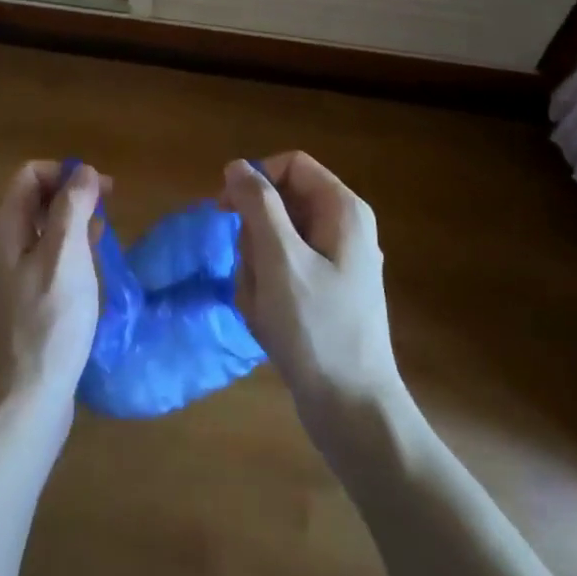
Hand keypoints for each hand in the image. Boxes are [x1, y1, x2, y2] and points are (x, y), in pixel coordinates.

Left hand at [0, 161, 103, 446]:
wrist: (22, 402)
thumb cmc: (48, 323)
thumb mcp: (66, 256)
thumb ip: (73, 207)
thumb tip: (82, 170)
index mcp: (2, 227)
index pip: (31, 175)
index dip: (67, 174)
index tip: (103, 191)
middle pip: (35, 200)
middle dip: (73, 197)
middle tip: (110, 213)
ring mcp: (4, 276)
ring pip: (41, 231)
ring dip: (73, 226)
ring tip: (105, 241)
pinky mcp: (17, 302)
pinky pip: (42, 260)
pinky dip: (67, 254)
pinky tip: (90, 272)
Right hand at [221, 153, 408, 454]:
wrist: (352, 410)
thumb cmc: (316, 329)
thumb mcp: (280, 260)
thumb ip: (258, 205)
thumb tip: (237, 165)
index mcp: (343, 210)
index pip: (291, 165)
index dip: (255, 179)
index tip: (225, 209)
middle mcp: (344, 227)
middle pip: (280, 204)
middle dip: (255, 238)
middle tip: (256, 275)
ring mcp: (336, 261)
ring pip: (275, 241)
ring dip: (257, 270)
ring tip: (265, 307)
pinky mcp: (326, 291)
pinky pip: (282, 272)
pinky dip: (267, 292)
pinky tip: (271, 323)